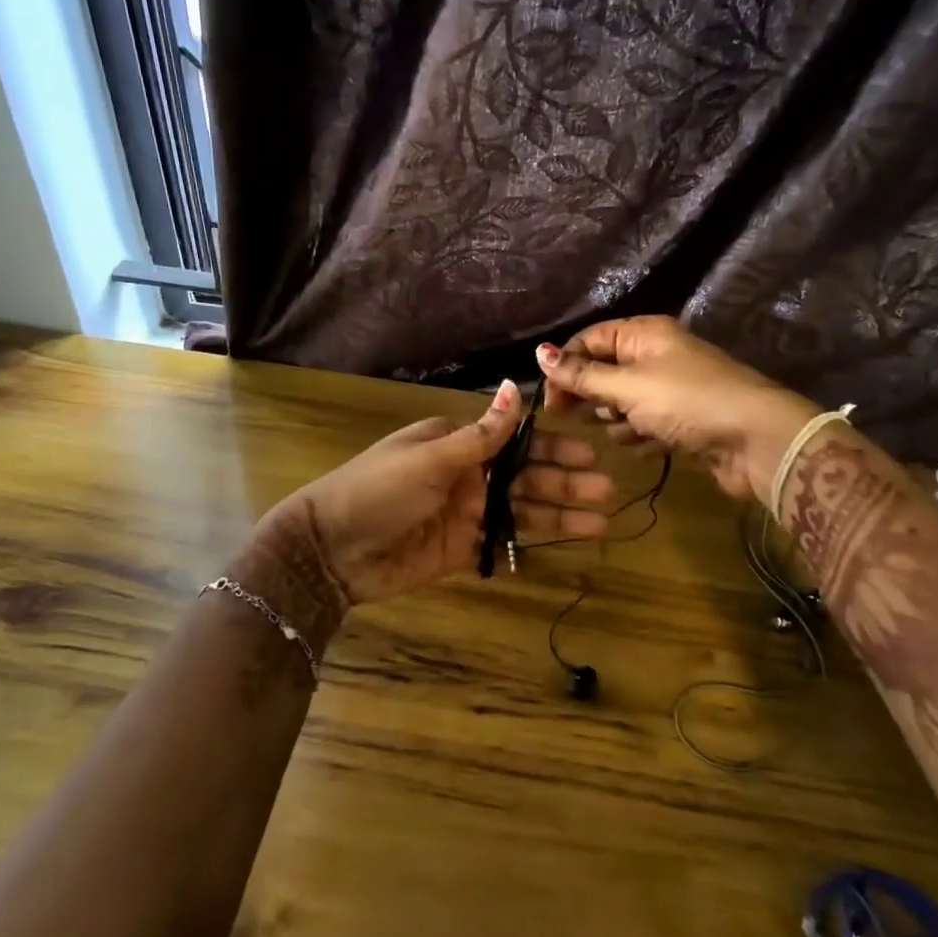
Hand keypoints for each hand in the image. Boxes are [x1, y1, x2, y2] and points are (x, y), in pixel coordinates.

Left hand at [260, 380, 615, 613]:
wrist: (331, 551)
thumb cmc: (378, 491)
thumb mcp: (430, 458)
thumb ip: (481, 433)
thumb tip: (516, 385)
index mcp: (455, 444)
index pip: (515, 441)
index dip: (552, 448)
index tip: (589, 453)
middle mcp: (465, 476)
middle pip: (524, 478)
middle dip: (565, 483)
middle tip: (606, 491)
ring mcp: (464, 514)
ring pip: (521, 513)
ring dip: (559, 517)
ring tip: (600, 524)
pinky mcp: (460, 550)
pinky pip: (502, 545)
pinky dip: (529, 544)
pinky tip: (563, 545)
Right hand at [536, 317, 817, 500]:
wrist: (756, 440)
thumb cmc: (687, 402)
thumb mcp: (628, 386)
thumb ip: (582, 375)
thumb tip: (539, 352)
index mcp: (644, 334)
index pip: (589, 340)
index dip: (565, 366)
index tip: (549, 401)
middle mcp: (657, 355)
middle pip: (605, 370)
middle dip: (589, 395)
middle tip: (572, 419)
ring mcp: (672, 388)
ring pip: (624, 401)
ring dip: (615, 419)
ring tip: (622, 431)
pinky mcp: (683, 420)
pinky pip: (646, 424)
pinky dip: (640, 435)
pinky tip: (646, 446)